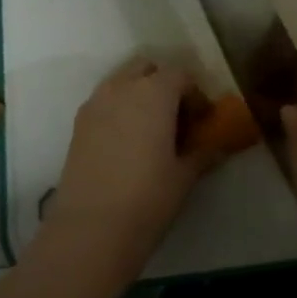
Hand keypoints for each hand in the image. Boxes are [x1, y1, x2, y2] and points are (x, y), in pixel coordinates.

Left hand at [45, 60, 220, 282]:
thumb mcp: (184, 176)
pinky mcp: (78, 125)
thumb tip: (219, 147)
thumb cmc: (148, 197)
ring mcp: (95, 104)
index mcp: (154, 92)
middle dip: (164, 84)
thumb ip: (203, 153)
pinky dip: (119, 109)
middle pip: (147, 68)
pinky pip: (104, 102)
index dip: (195, 95)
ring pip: (121, 82)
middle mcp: (122, 88)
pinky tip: (127, 143)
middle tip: (177, 117)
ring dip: (139, 94)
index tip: (203, 121)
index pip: (180, 76)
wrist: (91, 228)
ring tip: (151, 129)